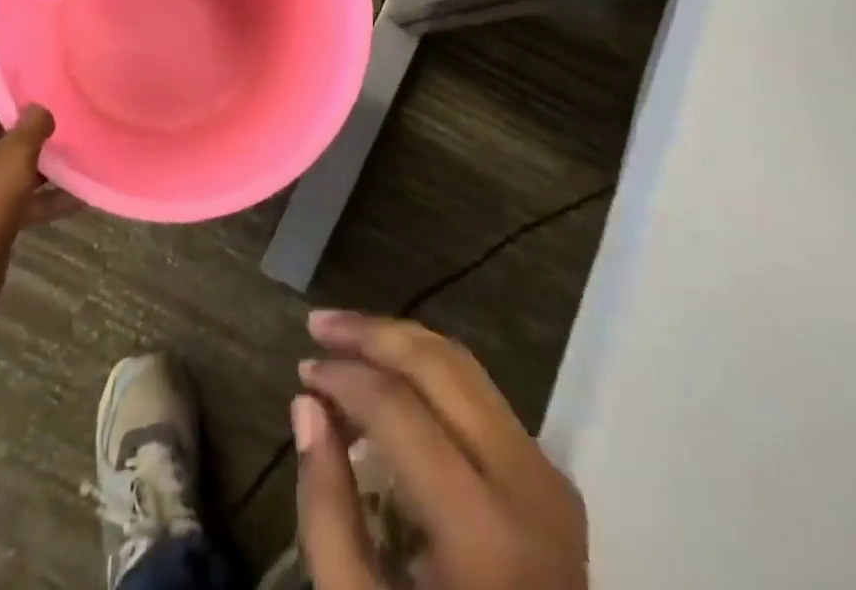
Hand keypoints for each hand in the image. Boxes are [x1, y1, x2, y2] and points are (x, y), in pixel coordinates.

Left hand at [0, 87, 80, 329]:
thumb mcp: (14, 158)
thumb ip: (32, 125)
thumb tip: (41, 108)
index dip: (18, 89)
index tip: (53, 81)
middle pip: (2, 129)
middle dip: (36, 126)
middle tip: (74, 114)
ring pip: (11, 163)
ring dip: (44, 163)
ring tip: (83, 152)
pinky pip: (17, 194)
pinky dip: (43, 195)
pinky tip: (81, 196)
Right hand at [293, 313, 587, 589]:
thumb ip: (327, 514)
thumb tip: (307, 406)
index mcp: (484, 531)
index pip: (400, 411)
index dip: (344, 379)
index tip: (303, 371)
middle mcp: (527, 483)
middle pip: (441, 366)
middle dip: (374, 334)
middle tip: (320, 325)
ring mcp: (547, 476)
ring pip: (466, 368)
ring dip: (402, 344)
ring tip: (348, 338)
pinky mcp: (552, 478)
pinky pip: (483, 397)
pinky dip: (431, 374)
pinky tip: (392, 377)